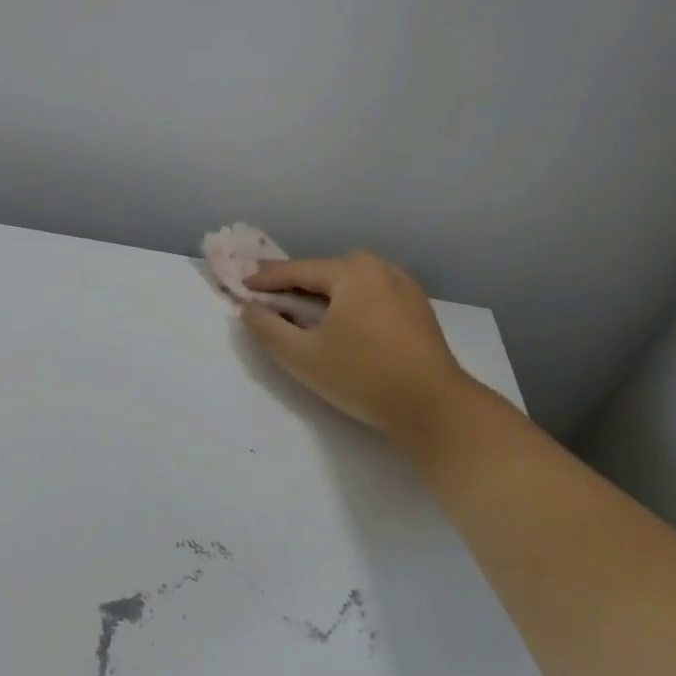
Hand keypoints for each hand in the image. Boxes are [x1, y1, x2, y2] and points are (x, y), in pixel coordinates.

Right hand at [241, 251, 478, 451]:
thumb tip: (247, 309)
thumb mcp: (303, 357)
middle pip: (324, 273)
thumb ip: (267, 329)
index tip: (240, 285)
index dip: (265, 279)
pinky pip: (369, 295)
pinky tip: (336, 320)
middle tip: (265, 292)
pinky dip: (346, 303)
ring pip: (348, 284)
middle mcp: (379, 267)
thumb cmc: (364, 377)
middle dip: (293, 284)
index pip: (297, 270)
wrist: (436, 409)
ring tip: (296, 307)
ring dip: (321, 294)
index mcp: (351, 271)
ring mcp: (403, 285)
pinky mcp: (417, 307)